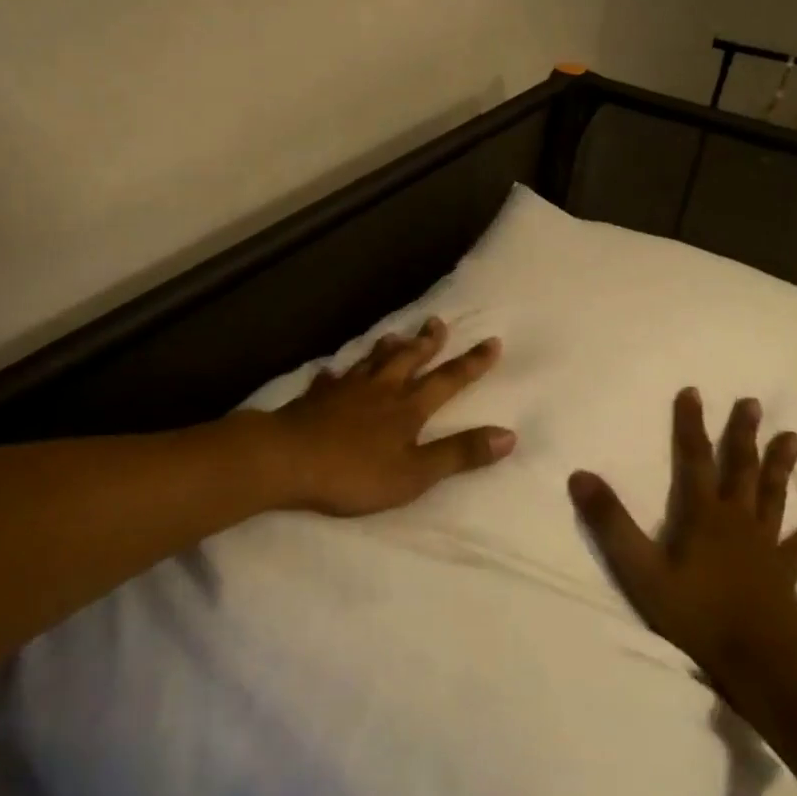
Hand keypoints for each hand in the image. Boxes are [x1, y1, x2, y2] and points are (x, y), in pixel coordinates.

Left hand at [261, 317, 515, 516]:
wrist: (287, 460)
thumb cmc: (354, 472)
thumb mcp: (415, 473)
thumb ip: (459, 454)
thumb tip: (509, 435)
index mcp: (408, 407)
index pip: (448, 380)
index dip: (472, 363)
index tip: (491, 341)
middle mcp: (381, 389)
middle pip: (409, 359)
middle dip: (428, 342)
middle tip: (438, 322)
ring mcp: (345, 390)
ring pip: (372, 361)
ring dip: (388, 348)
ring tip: (396, 335)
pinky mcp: (316, 398)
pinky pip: (331, 379)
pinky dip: (338, 373)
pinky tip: (334, 371)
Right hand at [568, 388, 796, 692]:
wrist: (757, 663)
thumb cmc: (695, 614)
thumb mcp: (640, 570)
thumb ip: (611, 523)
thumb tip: (581, 475)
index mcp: (704, 516)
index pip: (695, 459)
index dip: (691, 425)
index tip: (693, 392)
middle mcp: (738, 521)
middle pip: (741, 469)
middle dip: (743, 435)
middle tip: (753, 403)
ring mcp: (765, 547)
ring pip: (773, 497)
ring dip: (780, 467)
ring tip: (793, 438)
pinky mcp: (783, 574)